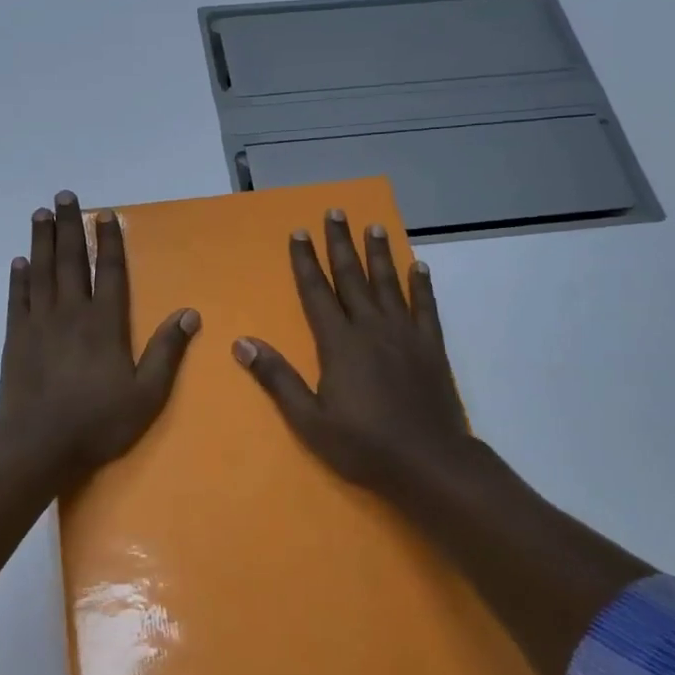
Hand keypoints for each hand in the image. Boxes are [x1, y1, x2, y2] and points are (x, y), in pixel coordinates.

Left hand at [0, 190, 199, 477]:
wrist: (39, 445)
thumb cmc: (98, 422)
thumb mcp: (147, 394)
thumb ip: (167, 351)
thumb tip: (189, 313)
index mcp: (105, 323)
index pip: (109, 271)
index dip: (109, 241)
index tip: (106, 215)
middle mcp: (71, 313)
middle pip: (71, 260)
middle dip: (69, 226)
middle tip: (64, 195)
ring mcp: (39, 323)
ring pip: (41, 271)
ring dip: (42, 240)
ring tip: (41, 213)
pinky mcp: (15, 338)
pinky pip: (17, 299)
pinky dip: (18, 278)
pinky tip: (19, 261)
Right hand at [233, 208, 471, 500]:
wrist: (430, 463)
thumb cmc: (363, 445)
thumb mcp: (309, 420)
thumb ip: (277, 378)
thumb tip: (242, 343)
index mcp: (339, 344)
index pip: (317, 292)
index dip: (305, 262)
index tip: (299, 232)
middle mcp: (371, 328)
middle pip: (352, 277)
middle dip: (340, 244)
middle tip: (335, 212)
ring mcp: (405, 334)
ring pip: (388, 284)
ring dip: (379, 253)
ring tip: (373, 226)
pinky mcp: (431, 347)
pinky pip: (426, 306)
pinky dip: (421, 285)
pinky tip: (419, 266)